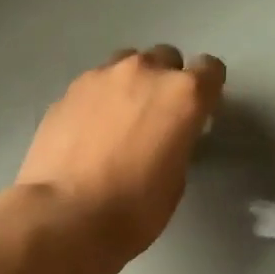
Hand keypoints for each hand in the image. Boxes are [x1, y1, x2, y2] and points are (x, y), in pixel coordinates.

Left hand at [18, 46, 225, 259]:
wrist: (64, 215)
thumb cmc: (134, 208)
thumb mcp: (176, 179)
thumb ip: (178, 141)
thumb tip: (166, 136)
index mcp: (183, 94)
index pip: (210, 69)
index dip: (207, 90)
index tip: (198, 113)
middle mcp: (145, 72)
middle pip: (166, 58)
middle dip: (166, 81)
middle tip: (157, 117)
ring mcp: (102, 76)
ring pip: (127, 63)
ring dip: (131, 83)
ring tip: (120, 119)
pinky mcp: (68, 89)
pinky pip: (95, 83)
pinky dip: (99, 99)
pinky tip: (90, 131)